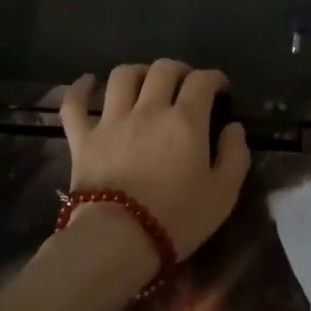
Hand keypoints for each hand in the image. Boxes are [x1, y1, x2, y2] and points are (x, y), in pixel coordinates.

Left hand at [60, 61, 251, 260]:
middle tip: (186, 85)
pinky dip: (81, 89)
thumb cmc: (177, 219)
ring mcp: (111, 121)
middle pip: (163, 69)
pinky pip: (75, 104)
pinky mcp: (82, 139)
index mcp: (185, 121)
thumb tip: (233, 128)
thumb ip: (235, 155)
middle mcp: (148, 110)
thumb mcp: (224, 193)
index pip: (202, 81)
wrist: (118, 240)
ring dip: (138, 72)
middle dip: (180, 70)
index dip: (215, 78)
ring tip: (146, 83)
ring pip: (122, 76)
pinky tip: (88, 82)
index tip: (221, 90)